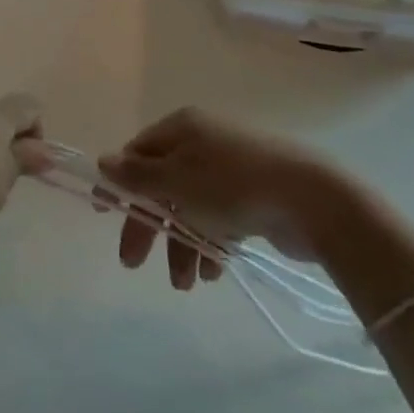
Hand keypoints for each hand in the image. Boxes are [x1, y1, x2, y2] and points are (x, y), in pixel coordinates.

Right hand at [98, 108, 347, 290]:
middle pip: (162, 184)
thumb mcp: (176, 180)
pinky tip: (213, 274)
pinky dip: (211, 244)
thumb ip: (137, 176)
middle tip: (133, 263)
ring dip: (181, 244)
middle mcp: (203, 144)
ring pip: (191, 207)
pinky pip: (219, 220)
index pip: (138, 153)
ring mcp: (230, 171)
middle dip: (149, 224)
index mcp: (182, 129)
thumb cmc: (231, 185)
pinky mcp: (254, 198)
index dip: (119, 183)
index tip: (104, 214)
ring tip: (185, 284)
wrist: (310, 201)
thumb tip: (103, 162)